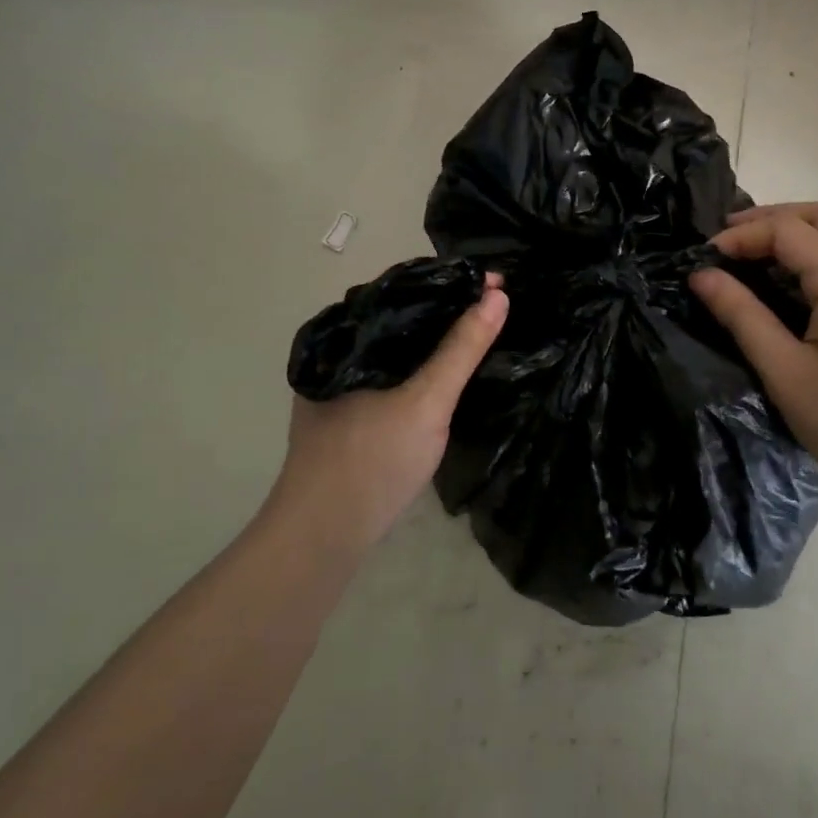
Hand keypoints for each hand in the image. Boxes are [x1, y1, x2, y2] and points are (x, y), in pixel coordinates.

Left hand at [273, 275, 508, 548]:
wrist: (321, 536)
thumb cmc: (372, 460)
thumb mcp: (427, 401)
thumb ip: (461, 349)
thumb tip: (496, 294)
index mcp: (345, 336)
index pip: (403, 290)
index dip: (451, 284)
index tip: (494, 281)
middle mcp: (337, 353)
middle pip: (400, 318)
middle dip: (446, 309)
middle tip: (494, 304)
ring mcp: (339, 385)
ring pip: (396, 348)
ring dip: (433, 339)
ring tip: (476, 332)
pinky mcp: (347, 413)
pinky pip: (391, 373)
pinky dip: (420, 366)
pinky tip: (443, 374)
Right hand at [689, 203, 817, 508]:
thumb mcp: (787, 374)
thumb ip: (742, 316)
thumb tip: (703, 276)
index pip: (787, 230)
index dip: (742, 235)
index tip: (706, 258)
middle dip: (772, 218)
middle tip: (731, 240)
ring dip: (800, 233)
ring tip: (759, 258)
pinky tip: (800, 287)